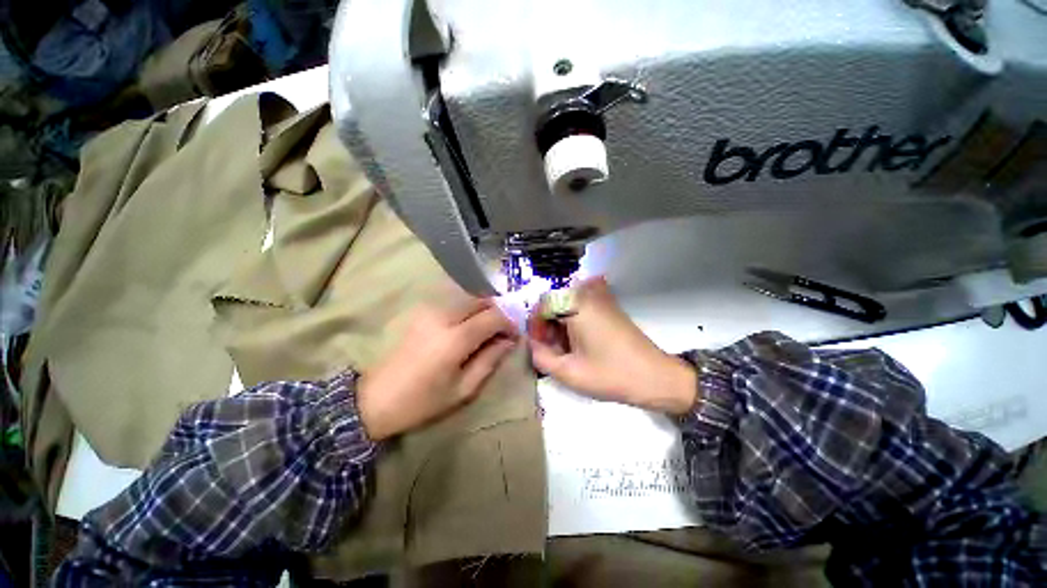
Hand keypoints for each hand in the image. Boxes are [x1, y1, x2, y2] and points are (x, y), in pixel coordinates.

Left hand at [357, 298, 517, 439]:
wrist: (374, 399)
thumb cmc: (422, 401)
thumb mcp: (463, 390)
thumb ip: (490, 360)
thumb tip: (509, 341)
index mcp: (455, 339)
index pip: (494, 317)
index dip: (510, 323)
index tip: (514, 336)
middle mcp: (443, 316)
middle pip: (481, 300)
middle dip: (497, 312)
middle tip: (500, 331)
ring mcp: (428, 310)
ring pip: (467, 297)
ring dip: (481, 309)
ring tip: (484, 330)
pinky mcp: (419, 311)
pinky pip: (452, 302)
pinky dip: (466, 310)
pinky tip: (464, 327)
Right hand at [528, 277, 696, 414]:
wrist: (656, 377)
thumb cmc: (610, 374)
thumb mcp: (569, 372)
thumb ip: (540, 357)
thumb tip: (532, 345)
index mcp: (576, 304)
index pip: (542, 304)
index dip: (535, 325)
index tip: (537, 346)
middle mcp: (587, 294)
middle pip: (554, 303)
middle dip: (547, 327)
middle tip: (550, 351)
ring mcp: (601, 299)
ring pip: (567, 307)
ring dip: (559, 326)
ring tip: (564, 352)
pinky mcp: (609, 307)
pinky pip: (581, 309)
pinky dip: (573, 325)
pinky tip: (578, 346)